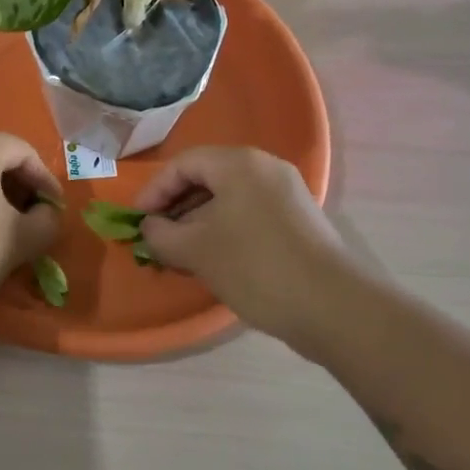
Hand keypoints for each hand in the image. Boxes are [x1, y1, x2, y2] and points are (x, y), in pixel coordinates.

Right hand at [136, 147, 345, 348]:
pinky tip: (213, 260)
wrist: (332, 306)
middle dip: (176, 207)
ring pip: (228, 199)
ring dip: (198, 222)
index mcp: (239, 163)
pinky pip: (249, 214)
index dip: (154, 191)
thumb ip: (161, 235)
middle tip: (156, 238)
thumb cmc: (255, 266)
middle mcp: (265, 169)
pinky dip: (224, 230)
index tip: (138, 222)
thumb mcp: (196, 251)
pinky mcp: (298, 222)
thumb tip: (150, 229)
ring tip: (180, 253)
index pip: (183, 164)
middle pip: (207, 178)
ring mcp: (287, 195)